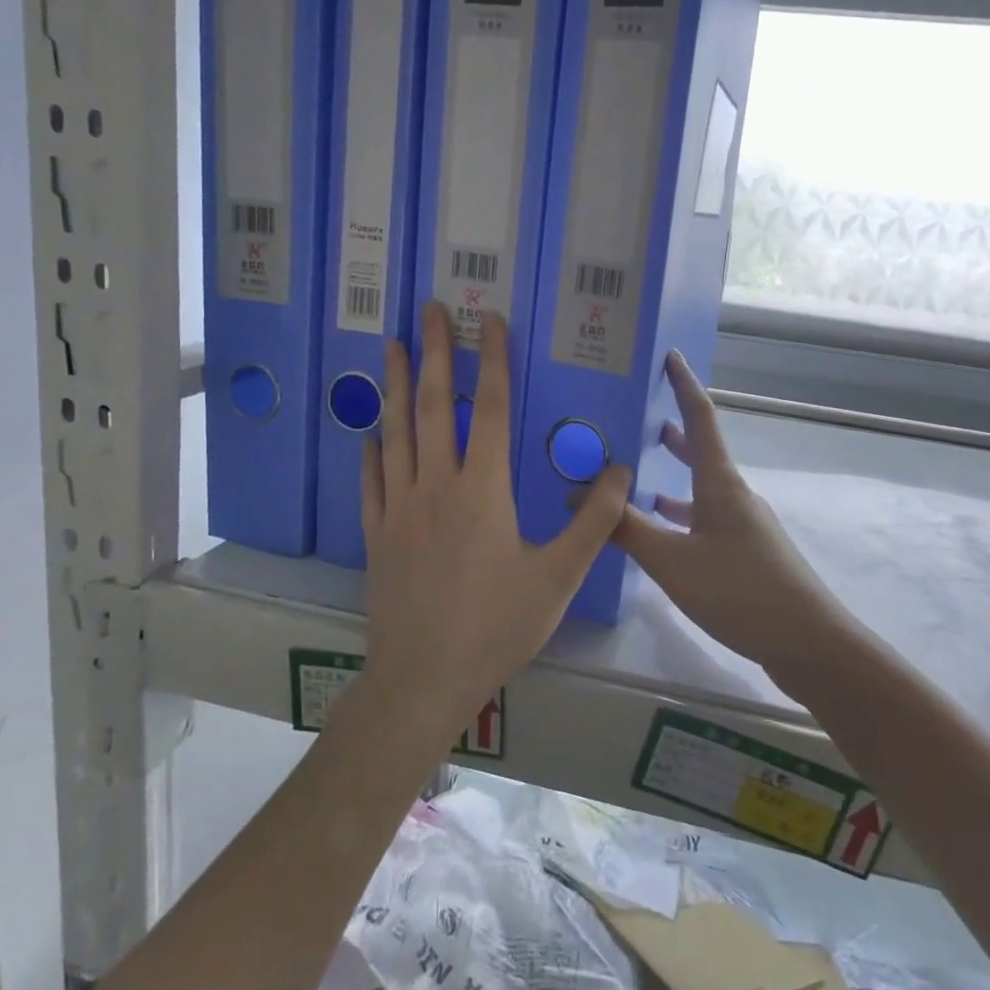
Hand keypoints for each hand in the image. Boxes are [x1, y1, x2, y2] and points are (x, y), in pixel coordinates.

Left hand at [360, 303, 631, 739]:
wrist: (423, 678)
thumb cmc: (496, 626)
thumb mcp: (558, 577)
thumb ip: (594, 523)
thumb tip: (620, 471)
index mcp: (483, 490)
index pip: (493, 410)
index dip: (493, 361)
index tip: (489, 321)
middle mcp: (437, 485)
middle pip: (436, 407)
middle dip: (436, 354)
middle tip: (427, 310)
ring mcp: (399, 508)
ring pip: (396, 433)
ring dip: (397, 387)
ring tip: (394, 348)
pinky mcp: (376, 534)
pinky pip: (371, 481)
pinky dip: (371, 451)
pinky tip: (369, 434)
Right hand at [614, 352, 847, 673]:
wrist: (807, 642)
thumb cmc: (739, 589)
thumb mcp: (671, 560)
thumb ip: (624, 528)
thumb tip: (579, 497)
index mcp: (720, 483)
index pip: (700, 418)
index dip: (683, 384)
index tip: (669, 355)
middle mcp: (733, 495)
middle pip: (700, 451)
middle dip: (670, 432)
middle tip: (635, 419)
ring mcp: (743, 525)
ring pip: (700, 489)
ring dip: (672, 476)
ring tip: (637, 473)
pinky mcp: (745, 553)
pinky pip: (703, 519)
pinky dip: (679, 516)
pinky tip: (660, 532)